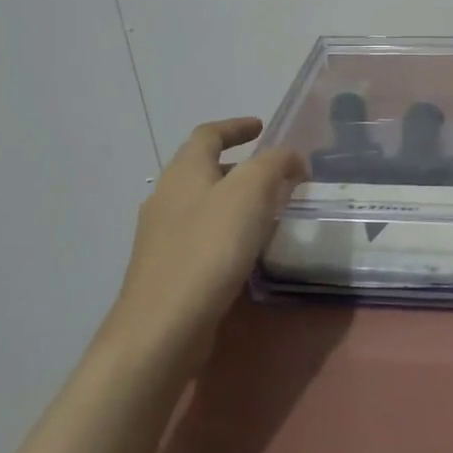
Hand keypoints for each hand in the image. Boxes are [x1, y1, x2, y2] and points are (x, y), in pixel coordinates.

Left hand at [105, 118, 306, 363]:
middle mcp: (167, 197)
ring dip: (234, 200)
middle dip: (239, 166)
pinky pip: (201, 236)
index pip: (208, 134)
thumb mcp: (251, 192)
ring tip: (268, 211)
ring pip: (203, 204)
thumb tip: (291, 159)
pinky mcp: (166, 269)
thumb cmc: (209, 248)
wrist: (163, 325)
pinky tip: (246, 251)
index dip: (235, 127)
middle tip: (274, 174)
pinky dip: (226, 230)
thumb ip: (275, 165)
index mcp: (184, 171)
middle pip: (203, 169)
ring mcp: (161, 236)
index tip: (261, 127)